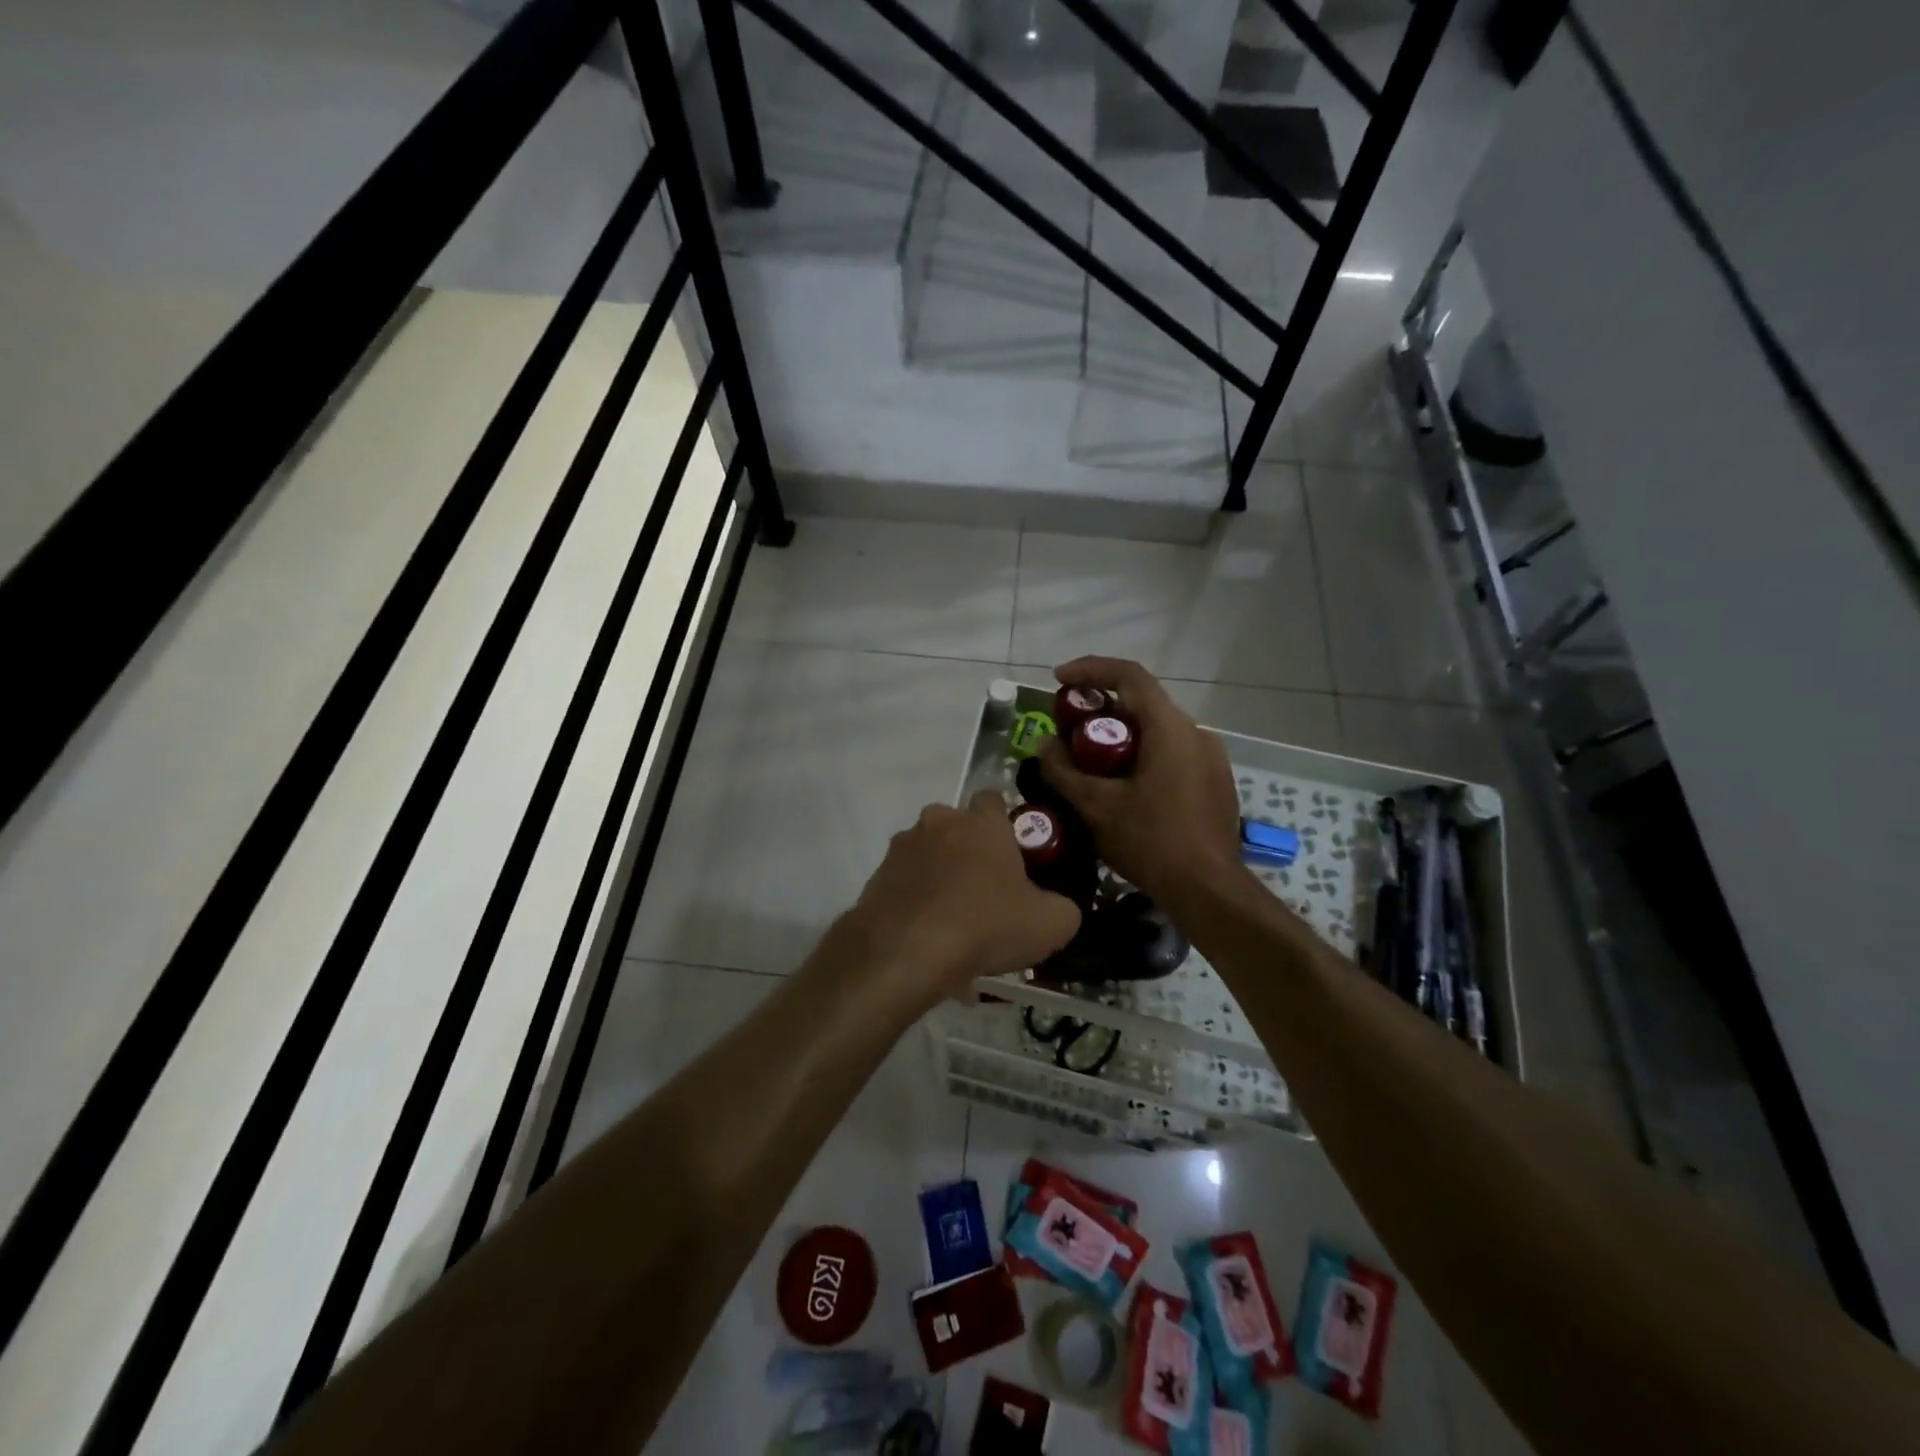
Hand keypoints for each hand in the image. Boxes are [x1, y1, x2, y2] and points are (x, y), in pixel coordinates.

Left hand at [840, 790, 1081, 1008]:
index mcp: (981, 823)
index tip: (1013, 854)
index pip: (993, 799)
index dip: (1004, 823)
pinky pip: (905, 886)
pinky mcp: (876, 878)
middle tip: (985, 892)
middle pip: (957, 827)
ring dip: (940, 879)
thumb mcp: (1050, 924)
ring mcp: (902, 848)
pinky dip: (916, 905)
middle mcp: (938, 823)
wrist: (905, 952)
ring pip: (928, 856)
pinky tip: (927, 942)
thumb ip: (1063, 908)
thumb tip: (1059, 907)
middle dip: (969, 852)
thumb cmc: (985, 925)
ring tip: (953, 926)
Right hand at [1038, 657, 1243, 909]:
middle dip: (1100, 709)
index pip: (1128, 675)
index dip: (1089, 670)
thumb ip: (1063, 770)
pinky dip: (1142, 755)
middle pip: (1142, 703)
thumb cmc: (1151, 842)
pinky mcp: (1214, 781)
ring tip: (1089, 761)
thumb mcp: (1096, 807)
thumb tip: (1045, 744)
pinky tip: (1122, 786)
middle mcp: (1195, 733)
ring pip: (1157, 730)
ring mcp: (1210, 758)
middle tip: (1067, 729)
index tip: (1058, 680)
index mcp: (1170, 728)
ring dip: (1121, 735)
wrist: (1209, 891)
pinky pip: (1172, 753)